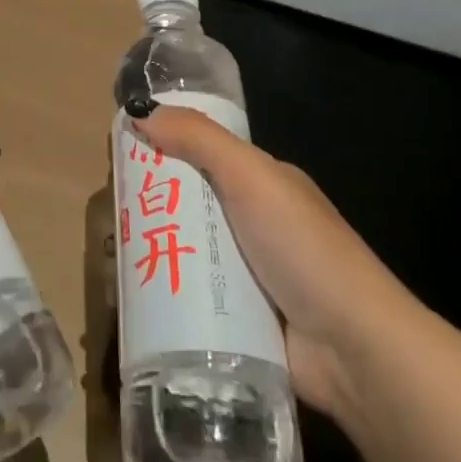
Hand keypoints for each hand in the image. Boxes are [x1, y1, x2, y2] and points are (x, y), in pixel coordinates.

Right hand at [129, 104, 420, 414]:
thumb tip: (140, 111)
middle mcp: (250, 222)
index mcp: (259, 183)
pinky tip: (129, 298)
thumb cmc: (303, 248)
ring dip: (148, 251)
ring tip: (109, 258)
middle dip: (145, 206)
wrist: (355, 350)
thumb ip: (199, 138)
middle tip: (105, 215)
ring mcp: (244, 274)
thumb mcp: (252, 177)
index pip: (198, 154)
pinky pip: (189, 297)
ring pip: (182, 251)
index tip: (116, 156)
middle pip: (184, 203)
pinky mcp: (236, 320)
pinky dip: (162, 294)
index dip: (159, 149)